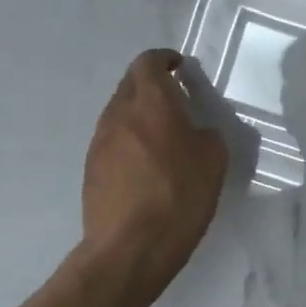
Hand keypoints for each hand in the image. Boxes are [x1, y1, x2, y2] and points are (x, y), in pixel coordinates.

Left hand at [83, 50, 228, 292]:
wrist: (130, 247)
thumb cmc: (179, 196)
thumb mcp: (214, 160)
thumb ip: (206, 133)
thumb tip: (195, 131)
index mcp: (151, 102)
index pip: (149, 62)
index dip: (164, 59)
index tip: (180, 67)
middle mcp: (119, 113)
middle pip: (131, 83)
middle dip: (152, 84)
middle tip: (176, 100)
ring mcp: (100, 140)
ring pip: (120, 111)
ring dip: (140, 113)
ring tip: (163, 135)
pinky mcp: (91, 166)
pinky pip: (113, 138)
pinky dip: (130, 138)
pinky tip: (147, 164)